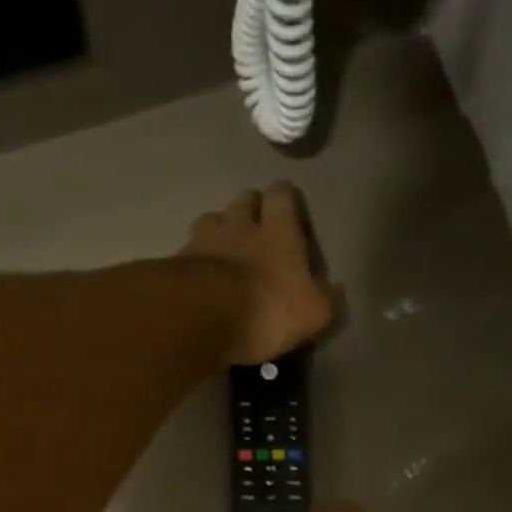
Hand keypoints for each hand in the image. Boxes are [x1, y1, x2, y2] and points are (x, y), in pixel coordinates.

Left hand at [182, 182, 335, 364]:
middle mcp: (239, 225)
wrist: (202, 318)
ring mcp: (204, 241)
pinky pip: (187, 252)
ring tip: (222, 250)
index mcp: (278, 230)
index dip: (287, 199)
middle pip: (244, 199)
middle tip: (256, 229)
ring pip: (210, 220)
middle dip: (250, 209)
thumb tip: (335, 288)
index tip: (290, 212)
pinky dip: (193, 260)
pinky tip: (197, 276)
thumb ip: (326, 297)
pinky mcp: (176, 264)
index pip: (283, 193)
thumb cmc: (267, 310)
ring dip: (218, 230)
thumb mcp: (313, 313)